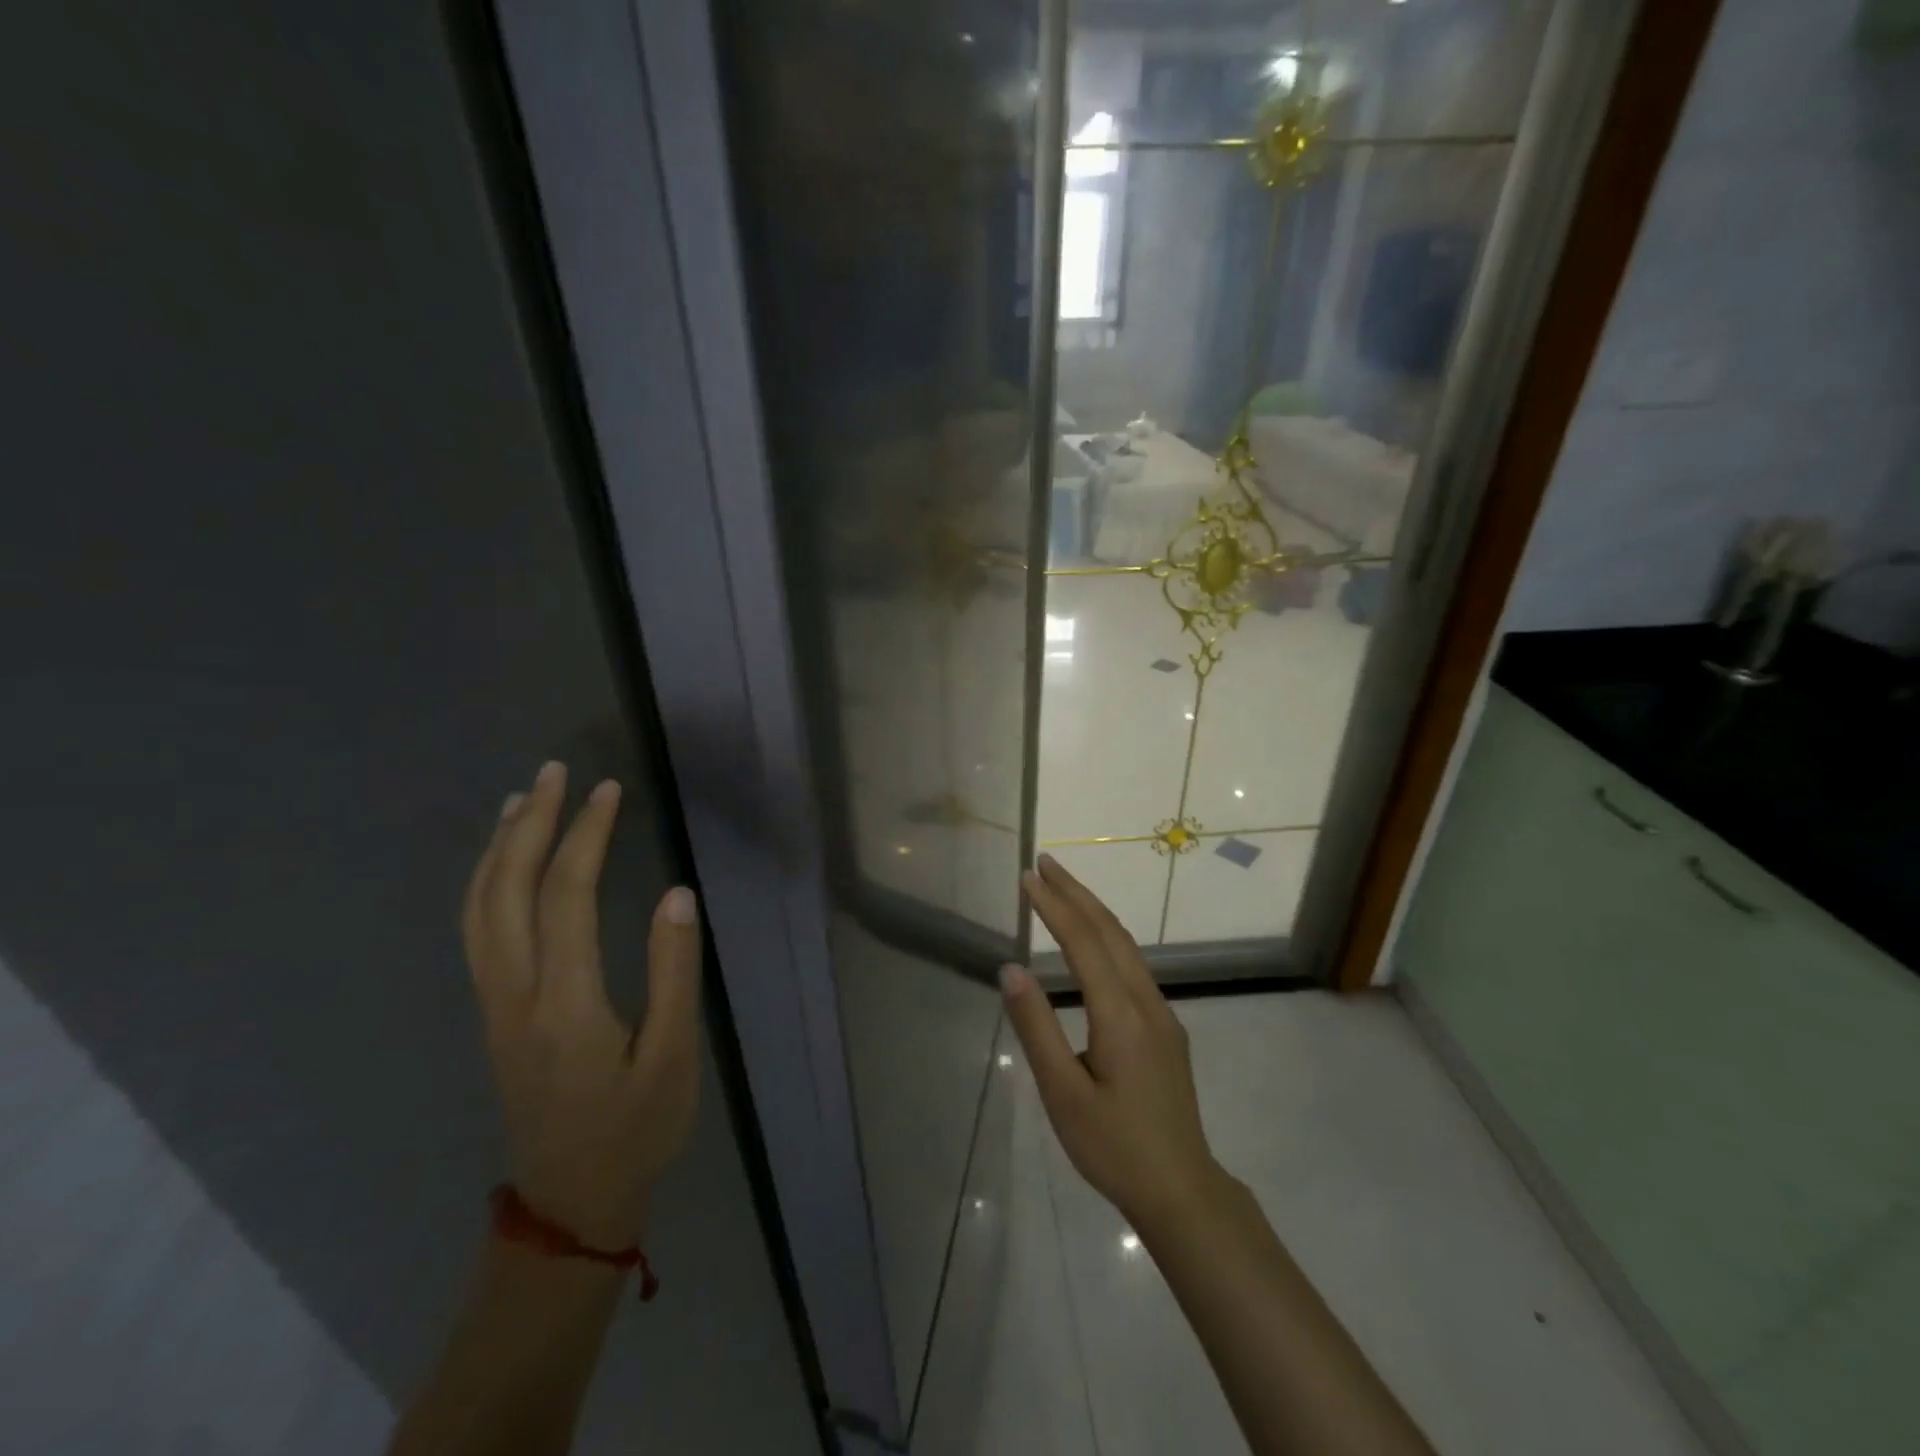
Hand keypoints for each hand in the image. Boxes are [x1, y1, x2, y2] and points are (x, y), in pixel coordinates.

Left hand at [461, 762, 702, 1249]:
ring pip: (478, 911)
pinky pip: (478, 932)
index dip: (586, 836)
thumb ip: (674, 972)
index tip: (608, 790)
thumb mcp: (674, 1056)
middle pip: (505, 892)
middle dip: (528, 824)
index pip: (566, 897)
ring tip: (520, 800)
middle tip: (553, 772)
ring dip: (498, 848)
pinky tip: (503, 865)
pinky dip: (486, 883)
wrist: (571, 1202)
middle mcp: (515, 995)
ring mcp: (494, 1005)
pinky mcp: (494, 1014)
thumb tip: (677, 894)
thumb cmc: (636, 1129)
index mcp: (565, 1003)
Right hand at [1000, 854, 1226, 1234]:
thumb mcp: (1063, 1095)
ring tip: (1063, 888)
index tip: (1028, 877)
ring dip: (1093, 910)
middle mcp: (1146, 1001)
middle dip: (1076, 892)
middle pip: (1110, 931)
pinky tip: (1092, 939)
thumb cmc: (1114, 1147)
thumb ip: (1037, 1028)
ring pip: (1126, 945)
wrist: (1182, 1189)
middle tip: (1044, 863)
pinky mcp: (1165, 1028)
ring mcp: (1162, 1013)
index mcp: (1121, 1015)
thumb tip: (1011, 970)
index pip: (1083, 942)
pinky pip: (1133, 964)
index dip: (1054, 905)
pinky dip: (1106, 935)